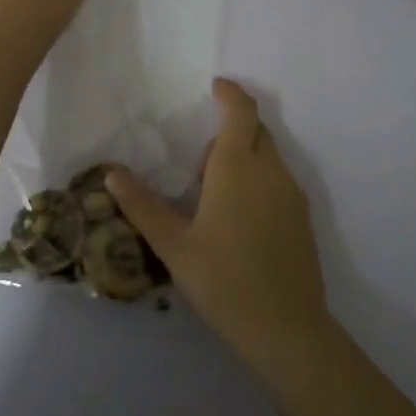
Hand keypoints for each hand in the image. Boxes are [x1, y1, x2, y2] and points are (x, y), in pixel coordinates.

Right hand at [108, 80, 331, 375]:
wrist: (287, 329)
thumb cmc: (224, 281)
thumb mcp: (174, 245)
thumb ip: (142, 205)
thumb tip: (112, 173)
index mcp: (239, 167)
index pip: (241, 111)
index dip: (230, 92)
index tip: (213, 86)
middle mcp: (271, 170)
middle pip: (255, 130)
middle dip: (230, 130)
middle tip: (199, 166)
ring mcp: (292, 193)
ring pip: (269, 155)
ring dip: (244, 157)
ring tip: (214, 197)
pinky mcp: (303, 216)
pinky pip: (278, 179)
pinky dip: (259, 178)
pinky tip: (239, 220)